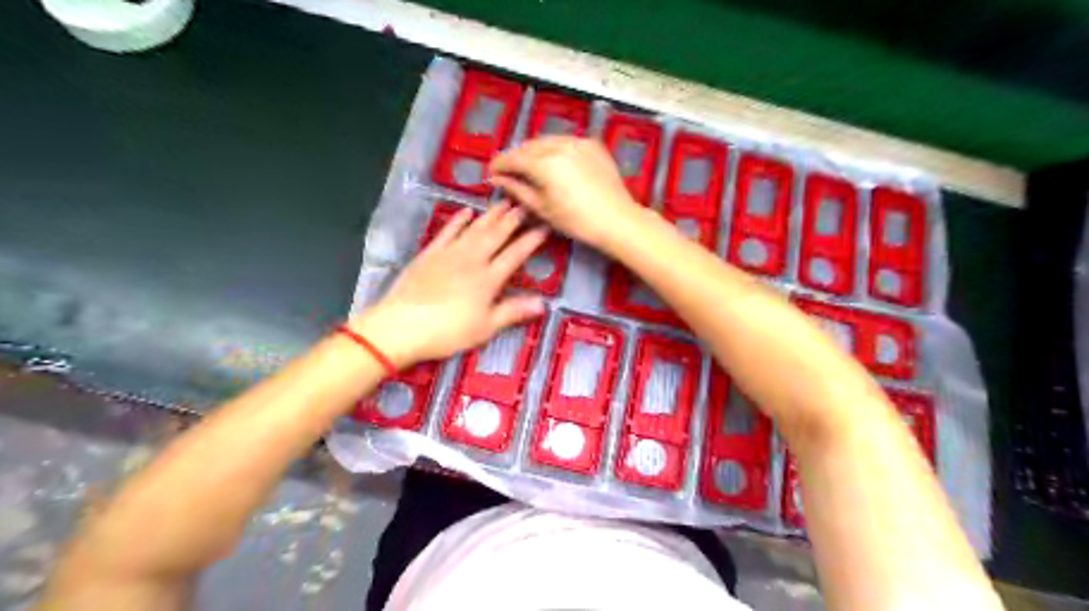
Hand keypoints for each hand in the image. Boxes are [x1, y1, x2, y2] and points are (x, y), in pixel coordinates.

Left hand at [352, 203, 549, 367]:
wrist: (402, 326)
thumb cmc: (447, 331)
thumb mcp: (485, 328)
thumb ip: (513, 312)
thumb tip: (543, 303)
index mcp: (488, 279)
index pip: (515, 255)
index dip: (530, 240)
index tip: (544, 227)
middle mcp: (472, 260)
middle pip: (496, 236)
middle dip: (513, 220)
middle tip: (525, 204)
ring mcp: (449, 254)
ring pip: (475, 229)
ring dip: (490, 215)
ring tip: (504, 202)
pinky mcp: (429, 254)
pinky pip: (447, 232)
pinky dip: (458, 221)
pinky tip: (466, 211)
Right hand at [488, 136, 644, 249]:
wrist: (617, 220)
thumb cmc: (578, 221)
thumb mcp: (542, 209)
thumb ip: (517, 190)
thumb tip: (499, 179)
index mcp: (544, 163)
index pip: (512, 158)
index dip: (499, 165)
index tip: (492, 172)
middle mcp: (560, 146)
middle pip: (528, 146)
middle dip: (517, 158)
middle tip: (511, 173)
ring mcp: (578, 142)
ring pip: (546, 141)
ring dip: (535, 152)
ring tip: (531, 169)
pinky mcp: (592, 145)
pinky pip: (565, 142)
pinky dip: (554, 149)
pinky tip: (555, 164)